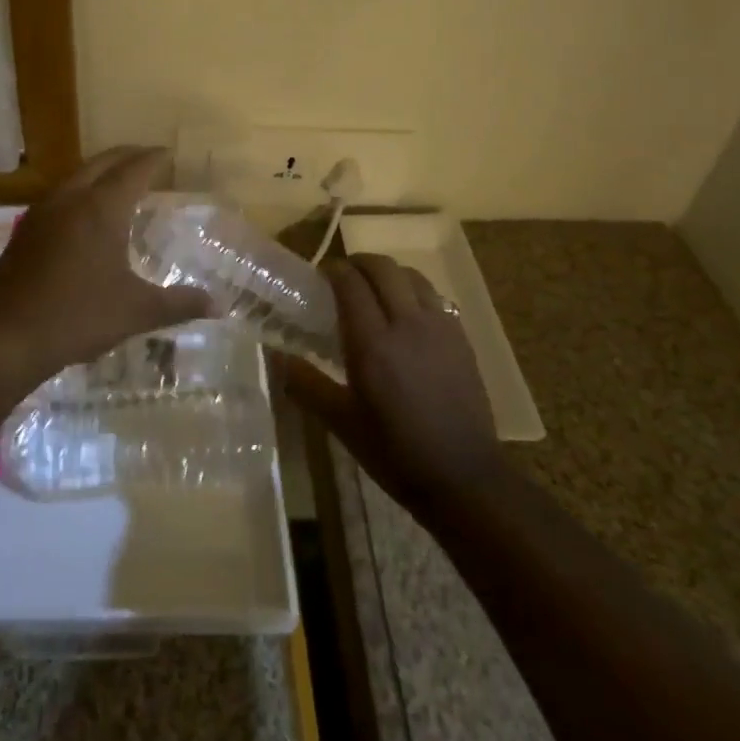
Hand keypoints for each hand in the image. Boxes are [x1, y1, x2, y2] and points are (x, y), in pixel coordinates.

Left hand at [0, 147, 212, 386]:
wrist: (4, 337)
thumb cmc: (77, 317)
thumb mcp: (136, 312)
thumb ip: (179, 304)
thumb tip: (219, 305)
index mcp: (101, 209)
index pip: (133, 170)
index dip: (153, 159)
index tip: (168, 153)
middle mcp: (70, 199)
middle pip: (102, 163)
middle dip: (126, 156)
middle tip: (147, 158)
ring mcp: (41, 213)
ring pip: (75, 176)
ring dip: (99, 171)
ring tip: (118, 181)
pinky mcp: (23, 231)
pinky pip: (58, 196)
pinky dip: (79, 191)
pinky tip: (82, 214)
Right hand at [276, 254, 501, 516]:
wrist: (464, 477)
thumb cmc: (395, 451)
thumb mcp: (341, 422)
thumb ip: (305, 383)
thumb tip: (275, 356)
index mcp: (372, 342)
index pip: (350, 283)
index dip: (333, 270)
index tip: (320, 276)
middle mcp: (407, 324)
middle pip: (383, 268)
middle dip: (359, 263)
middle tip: (343, 276)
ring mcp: (440, 328)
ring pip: (412, 276)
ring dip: (389, 273)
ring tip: (375, 289)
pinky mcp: (461, 338)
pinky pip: (435, 297)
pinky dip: (414, 291)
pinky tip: (407, 314)